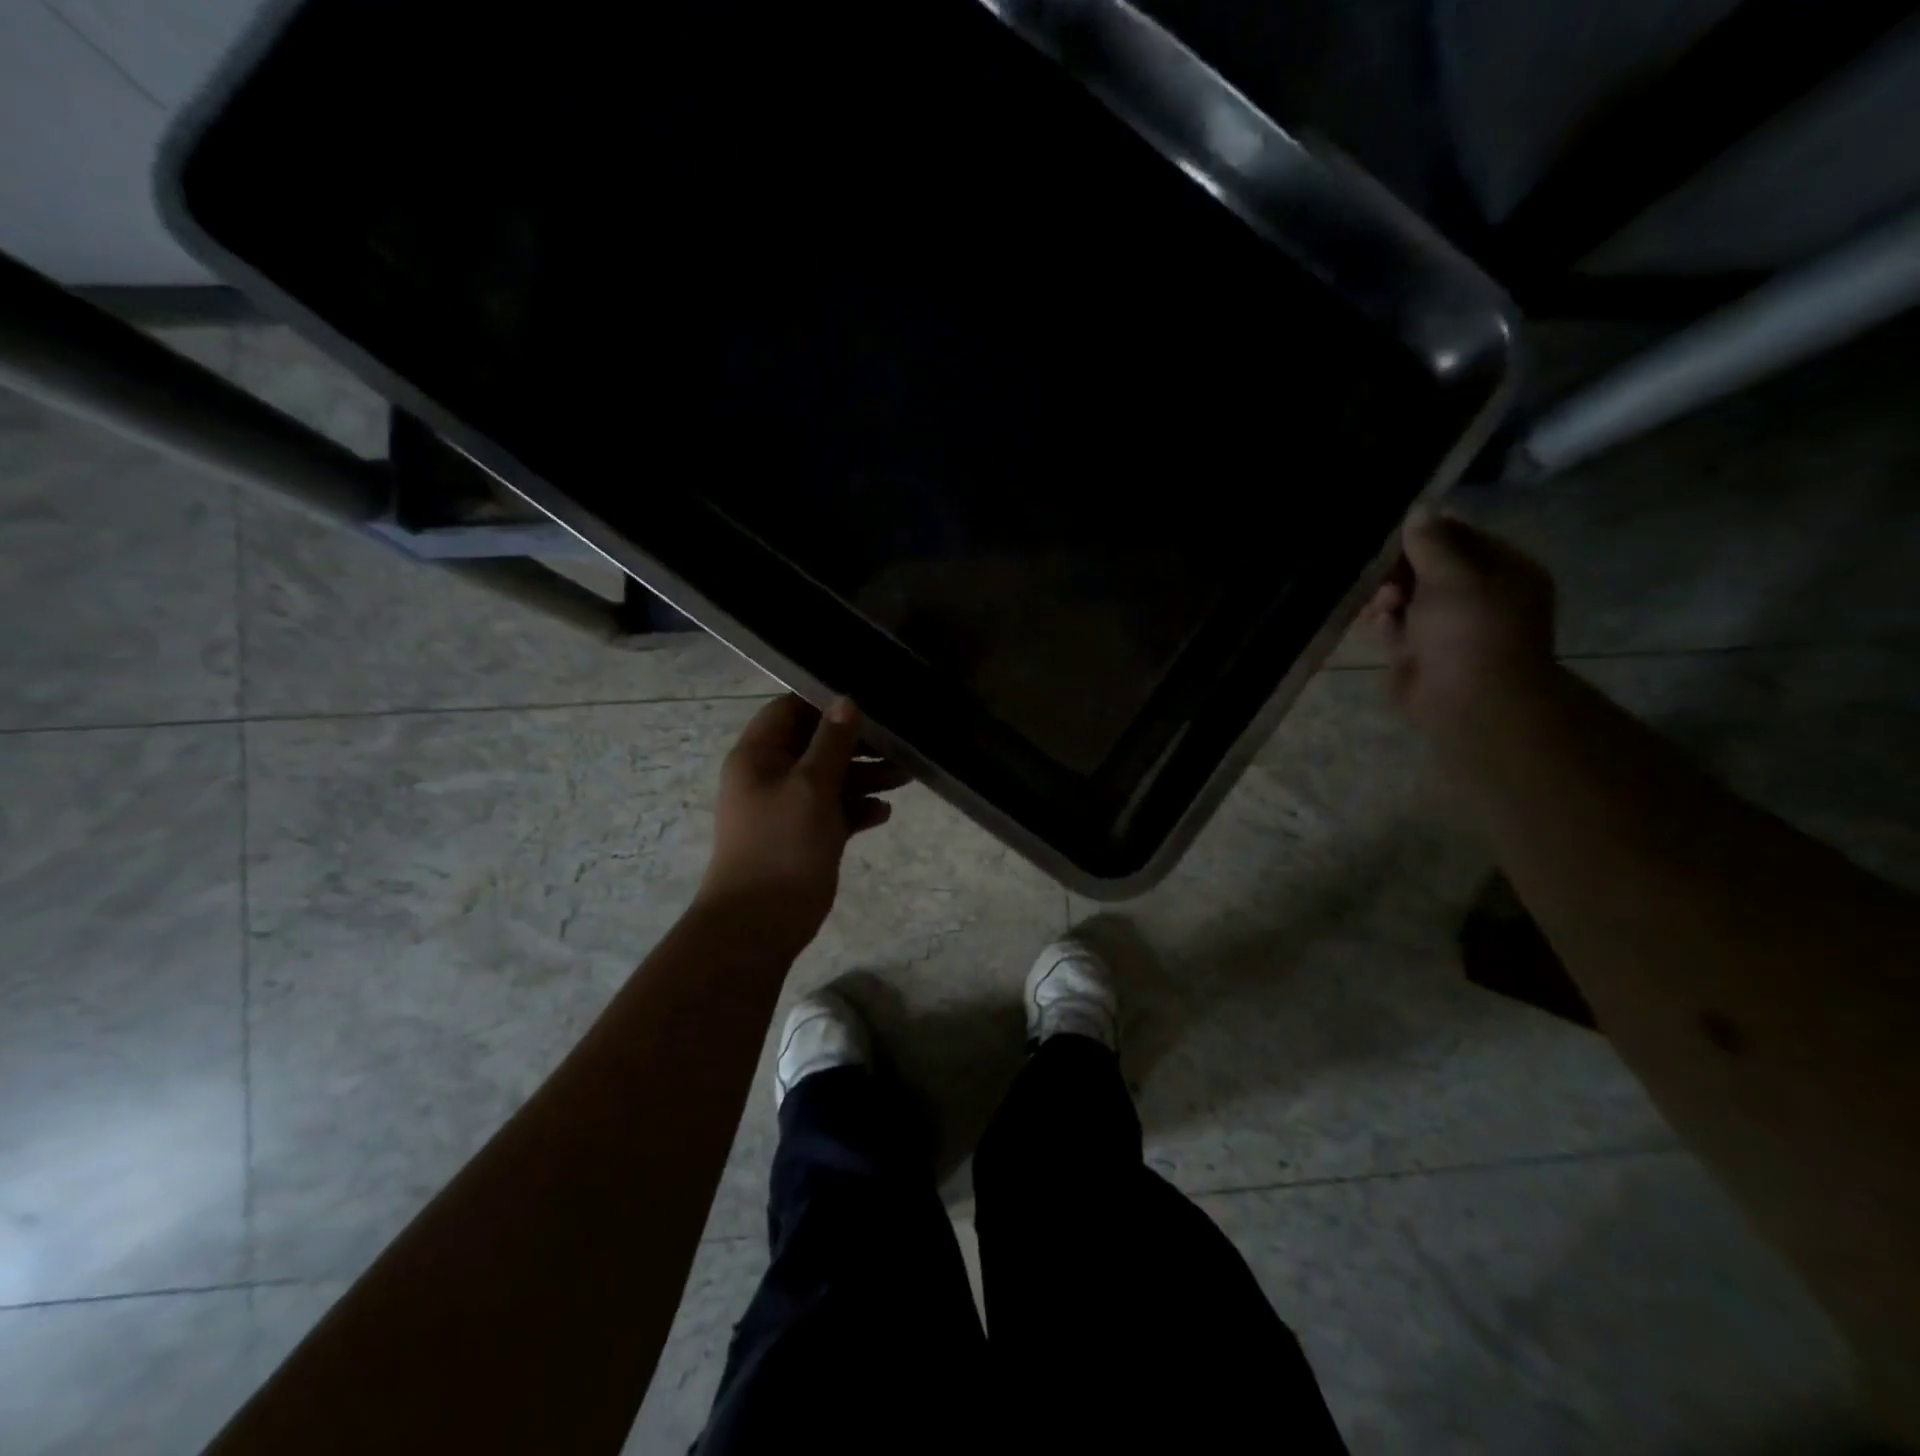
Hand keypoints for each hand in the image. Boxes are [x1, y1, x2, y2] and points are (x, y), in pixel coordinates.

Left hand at [693, 694, 908, 957]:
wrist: (760, 922)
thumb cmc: (781, 845)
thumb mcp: (811, 786)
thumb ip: (832, 742)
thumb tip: (846, 700)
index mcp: (759, 755)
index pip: (790, 710)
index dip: (826, 702)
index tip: (869, 703)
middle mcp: (772, 775)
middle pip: (817, 744)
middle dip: (857, 743)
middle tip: (898, 742)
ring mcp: (789, 807)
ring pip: (831, 778)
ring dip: (865, 775)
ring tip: (905, 775)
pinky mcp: (806, 835)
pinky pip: (835, 811)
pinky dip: (858, 808)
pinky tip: (884, 812)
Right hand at [1363, 508, 1558, 736]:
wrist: (1469, 700)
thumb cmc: (1469, 629)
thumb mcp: (1451, 575)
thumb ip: (1431, 542)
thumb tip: (1419, 510)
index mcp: (1502, 570)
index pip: (1460, 537)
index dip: (1424, 534)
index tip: (1392, 538)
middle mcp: (1477, 596)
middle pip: (1428, 568)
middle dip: (1399, 570)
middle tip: (1383, 578)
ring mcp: (1448, 627)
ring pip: (1407, 598)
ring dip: (1387, 597)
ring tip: (1380, 607)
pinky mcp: (1420, 653)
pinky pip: (1396, 628)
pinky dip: (1385, 625)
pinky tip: (1379, 626)